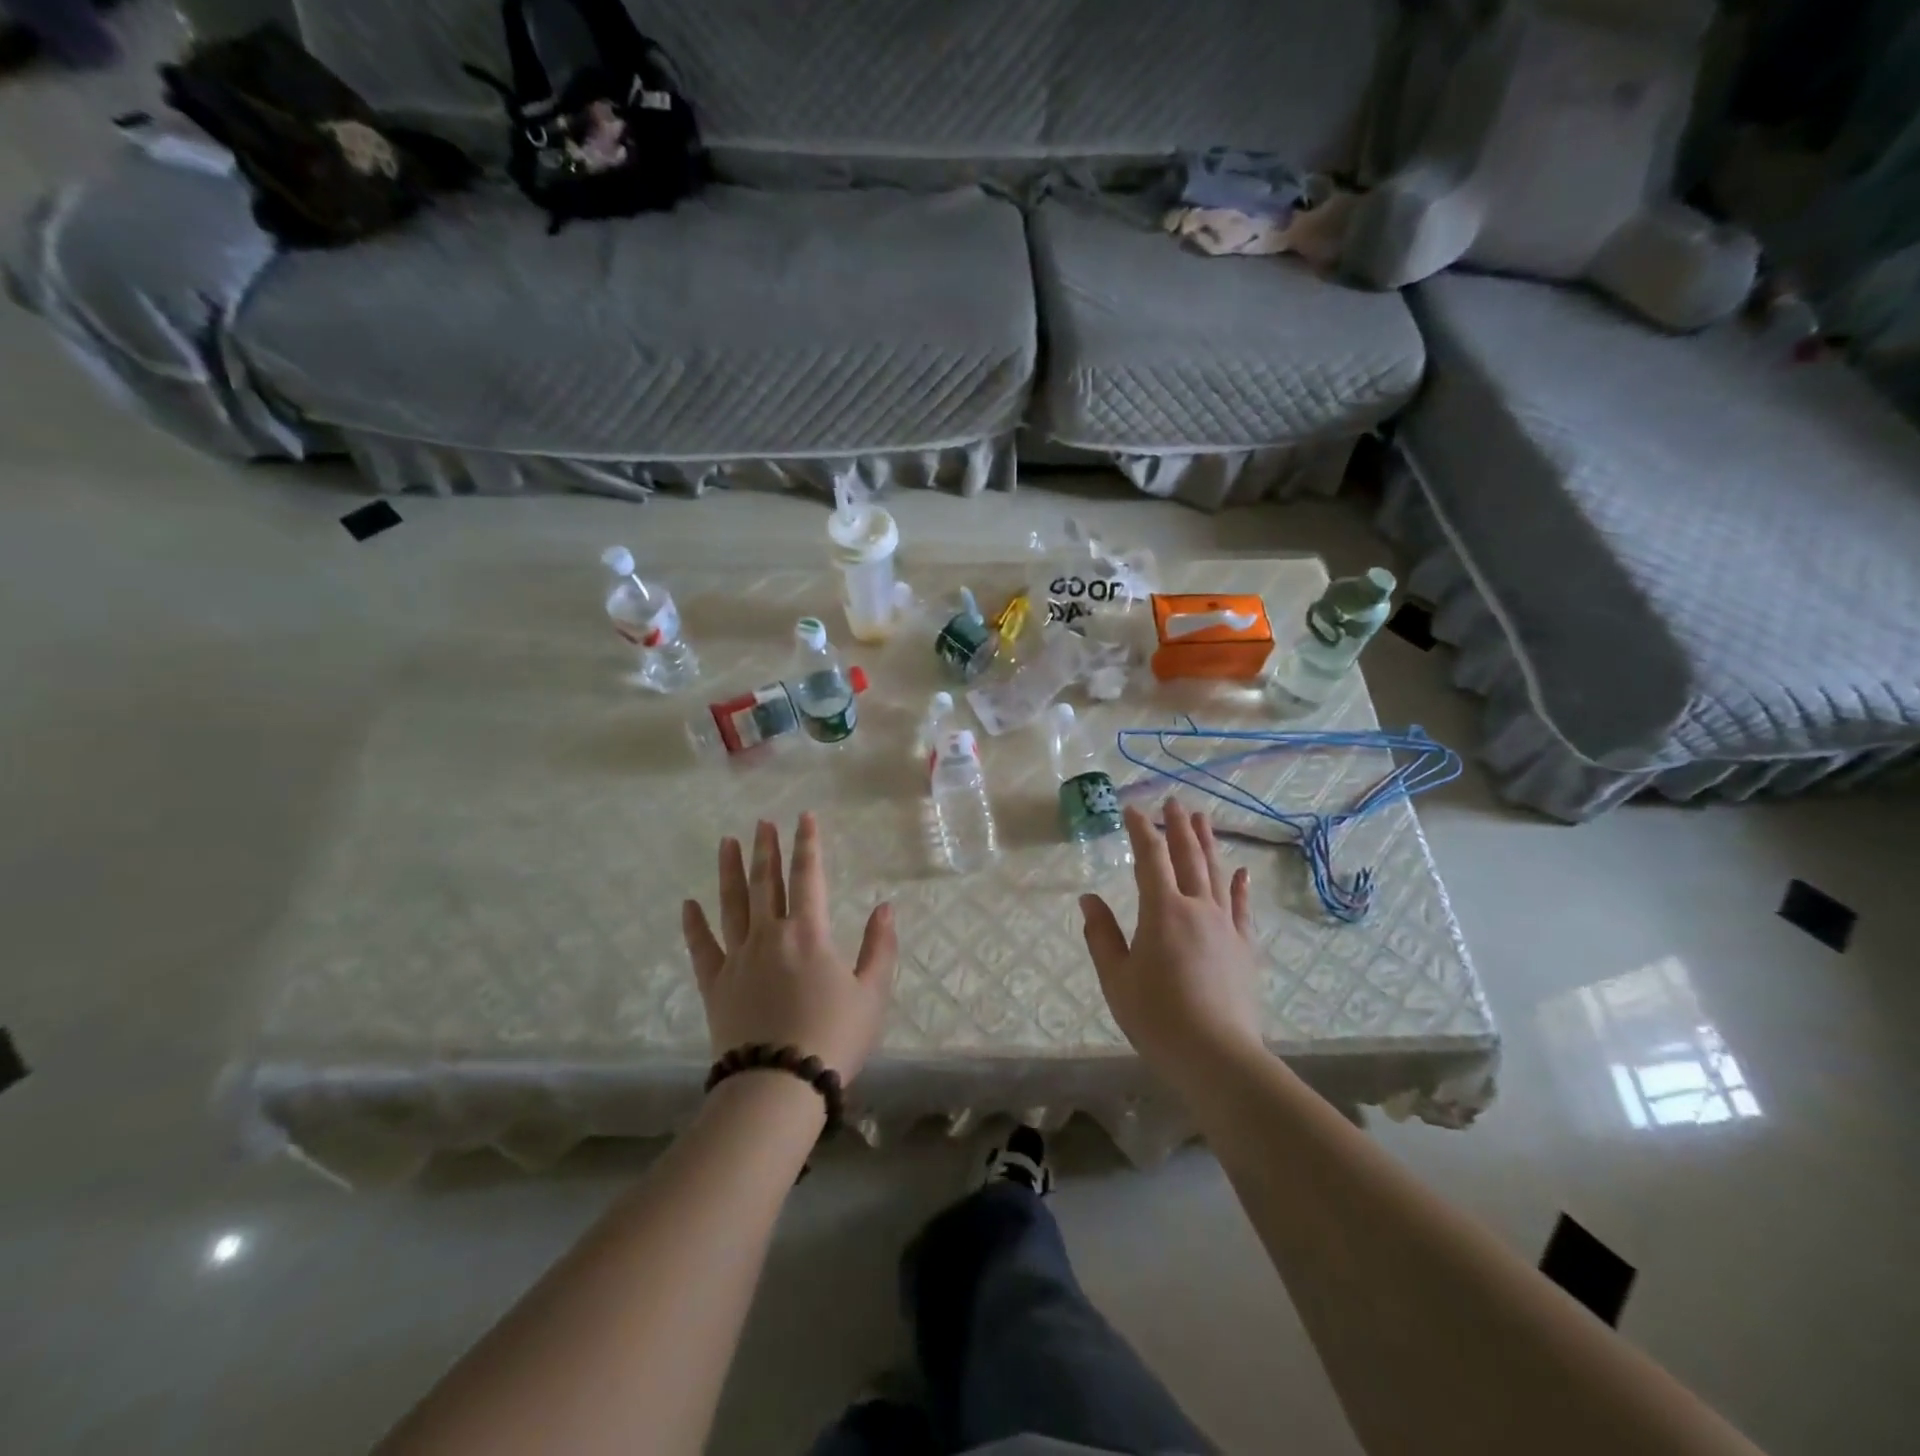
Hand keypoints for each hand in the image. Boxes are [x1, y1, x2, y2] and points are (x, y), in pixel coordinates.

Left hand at [681, 813, 897, 1082]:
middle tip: (761, 823)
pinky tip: (688, 904)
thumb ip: (880, 947)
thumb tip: (886, 907)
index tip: (803, 818)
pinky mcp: (715, 985)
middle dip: (766, 849)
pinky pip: (702, 947)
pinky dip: (694, 924)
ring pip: (731, 904)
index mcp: (808, 932)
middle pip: (765, 882)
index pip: (809, 876)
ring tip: (727, 842)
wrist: (779, 1085)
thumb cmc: (833, 1037)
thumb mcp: (872, 993)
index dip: (807, 844)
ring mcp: (737, 958)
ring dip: (729, 871)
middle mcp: (769, 935)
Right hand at [1080, 798, 1265, 1082]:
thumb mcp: (1116, 978)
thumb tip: (1088, 899)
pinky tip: (1241, 871)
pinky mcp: (1244, 947)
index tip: (1133, 809)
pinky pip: (1242, 907)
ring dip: (1208, 843)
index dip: (1141, 830)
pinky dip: (1241, 886)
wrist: (1217, 1057)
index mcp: (1162, 910)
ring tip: (1204, 818)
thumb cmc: (1157, 1017)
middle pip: (1188, 856)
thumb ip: (1102, 935)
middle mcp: (1197, 908)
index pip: (1150, 858)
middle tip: (1175, 801)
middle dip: (1179, 826)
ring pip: (1217, 874)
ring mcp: (1225, 926)